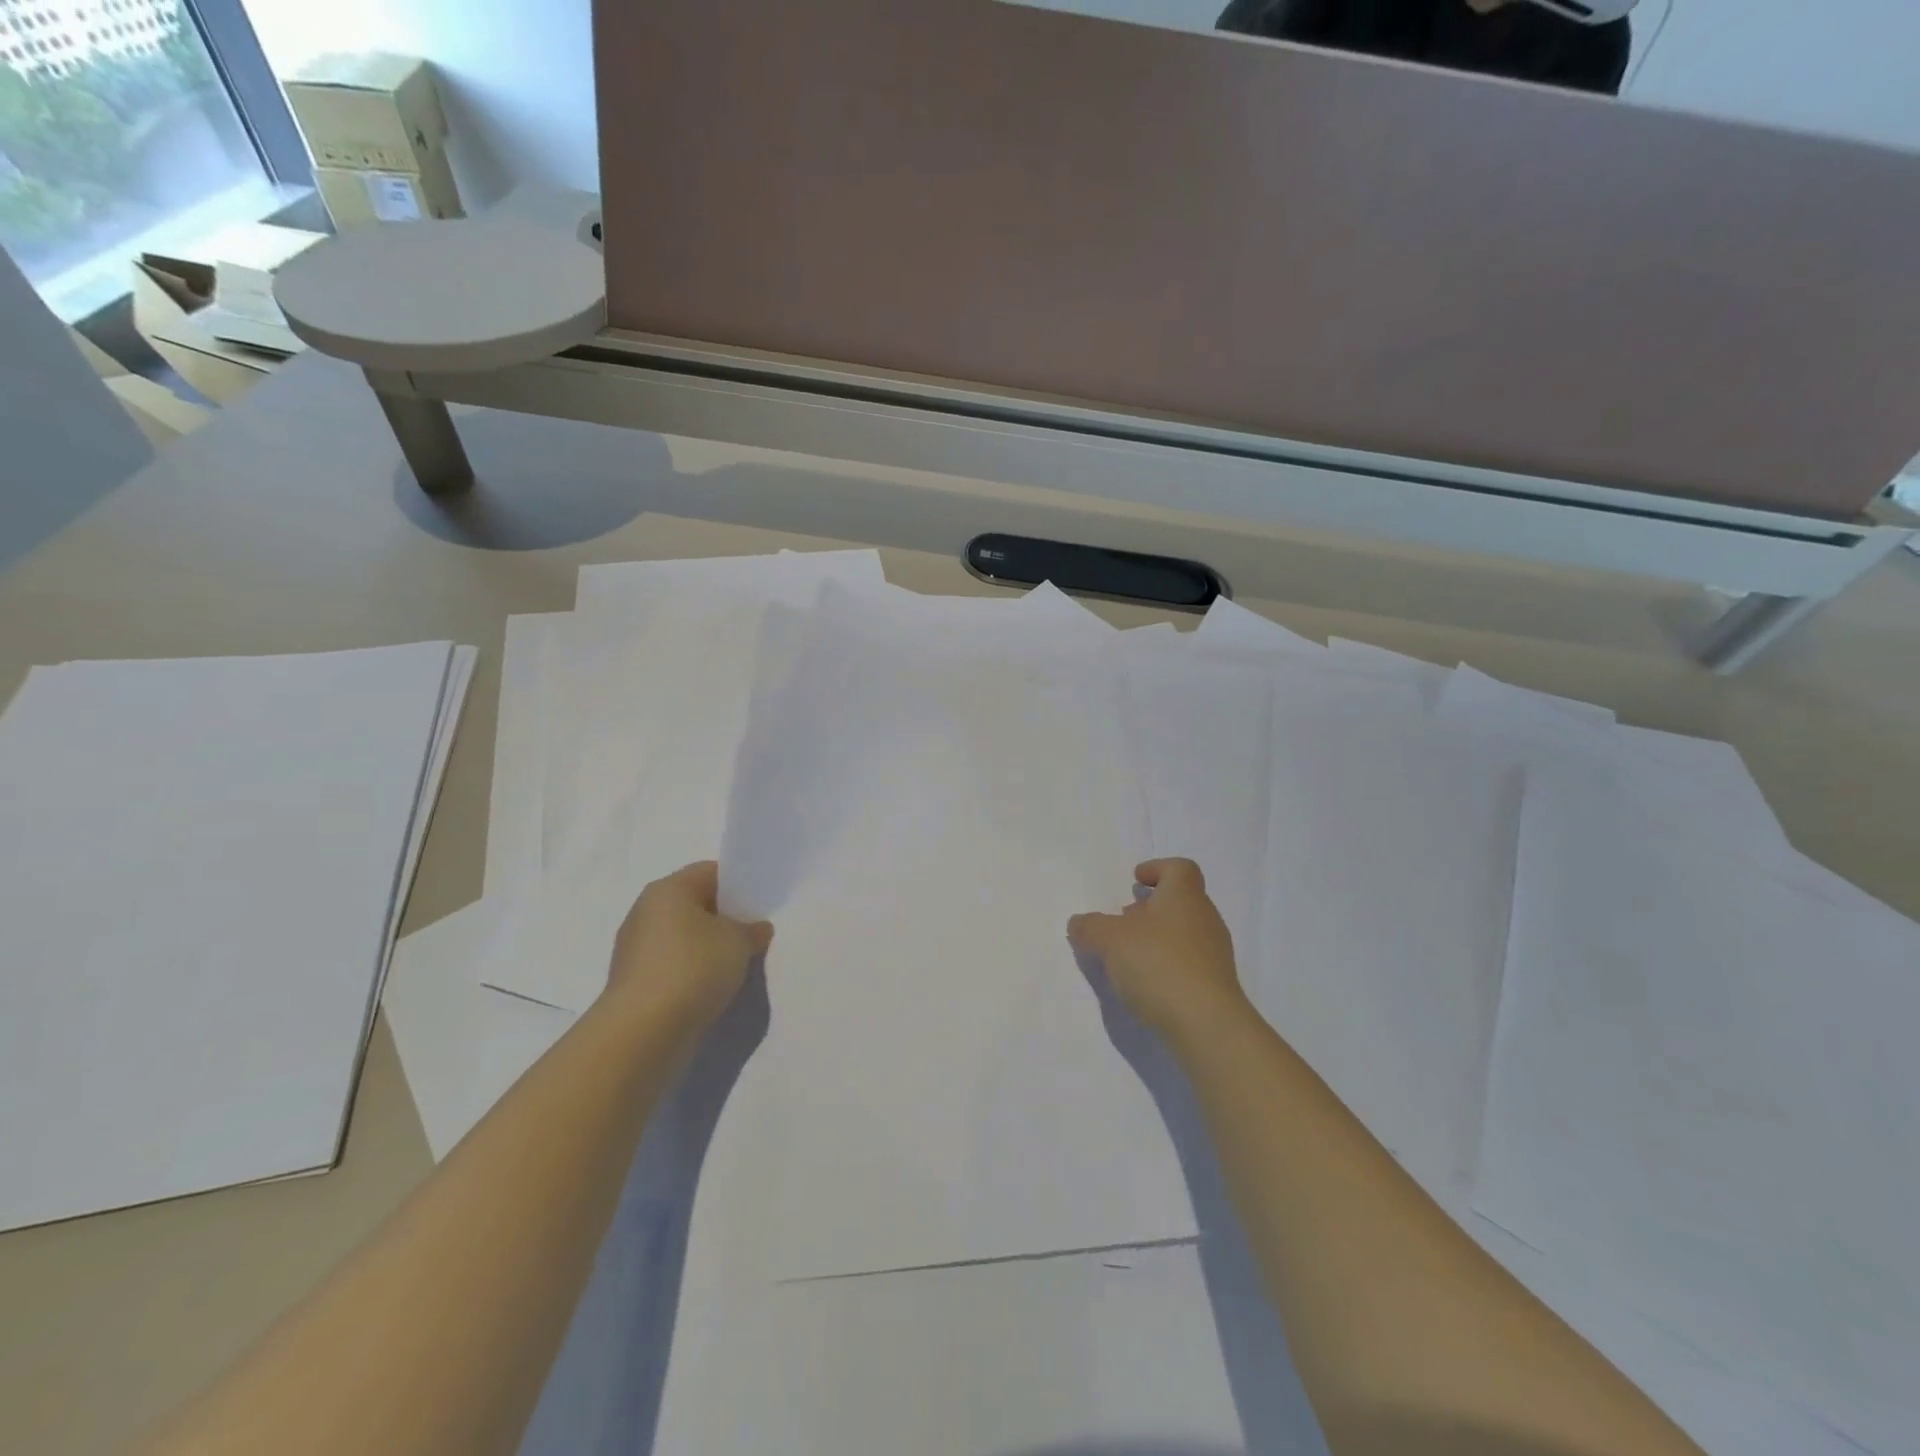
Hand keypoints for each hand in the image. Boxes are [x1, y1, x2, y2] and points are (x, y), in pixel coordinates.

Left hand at [605, 862, 773, 1029]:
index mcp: (668, 889)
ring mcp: (636, 949)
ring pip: (684, 938)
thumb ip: (752, 930)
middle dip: (725, 919)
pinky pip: (673, 966)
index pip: (710, 872)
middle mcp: (646, 911)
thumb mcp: (738, 942)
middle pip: (695, 904)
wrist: (642, 1033)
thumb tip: (756, 929)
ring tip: (737, 966)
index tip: (761, 906)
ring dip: (709, 949)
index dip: (739, 885)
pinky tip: (712, 989)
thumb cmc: (693, 968)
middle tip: (754, 936)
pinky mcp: (634, 982)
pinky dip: (692, 974)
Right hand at [1068, 859, 1250, 1047]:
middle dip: (1151, 907)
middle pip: (1180, 900)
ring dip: (1157, 937)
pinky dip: (1167, 963)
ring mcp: (1214, 953)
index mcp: (1184, 896)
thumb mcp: (1110, 940)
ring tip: (1129, 954)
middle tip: (1124, 918)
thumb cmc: (1159, 965)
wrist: (1207, 1025)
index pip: (1179, 868)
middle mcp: (1204, 918)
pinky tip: (1146, 982)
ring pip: (1184, 932)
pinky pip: (1188, 962)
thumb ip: (1090, 927)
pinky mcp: (1215, 985)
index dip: (1157, 868)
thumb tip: (1079, 922)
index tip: (1136, 880)